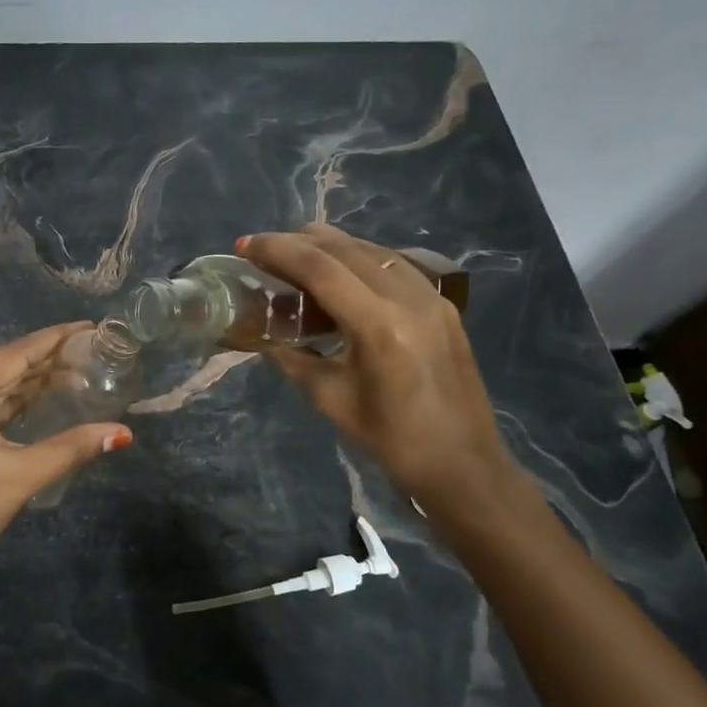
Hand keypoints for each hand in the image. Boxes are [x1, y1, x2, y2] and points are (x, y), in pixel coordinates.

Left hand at [0, 323, 131, 603]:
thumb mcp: (19, 477)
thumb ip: (72, 448)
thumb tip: (122, 434)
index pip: (14, 355)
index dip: (55, 339)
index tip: (89, 326)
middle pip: (1, 368)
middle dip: (46, 363)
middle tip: (92, 352)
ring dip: (29, 385)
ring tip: (76, 372)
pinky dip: (8, 405)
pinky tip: (39, 399)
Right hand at [240, 224, 516, 512]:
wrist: (462, 465)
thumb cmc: (390, 440)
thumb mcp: (329, 399)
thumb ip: (293, 358)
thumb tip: (262, 336)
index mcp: (378, 324)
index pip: (319, 267)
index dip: (277, 250)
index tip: (244, 246)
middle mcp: (408, 298)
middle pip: (345, 248)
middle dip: (299, 241)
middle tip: (264, 251)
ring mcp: (432, 298)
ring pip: (372, 250)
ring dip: (330, 247)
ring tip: (296, 258)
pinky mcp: (444, 306)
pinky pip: (395, 265)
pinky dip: (360, 260)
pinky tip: (341, 275)